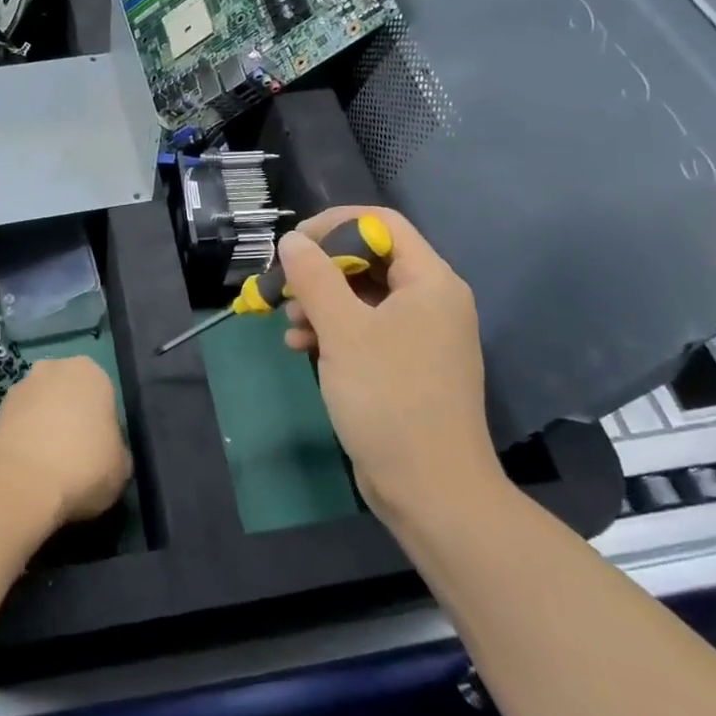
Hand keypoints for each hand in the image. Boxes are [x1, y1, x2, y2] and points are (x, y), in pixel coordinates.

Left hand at [0, 357, 131, 528]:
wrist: (21, 483)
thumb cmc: (84, 466)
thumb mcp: (122, 466)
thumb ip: (117, 448)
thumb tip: (108, 451)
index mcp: (91, 372)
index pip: (103, 395)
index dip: (103, 424)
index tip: (100, 450)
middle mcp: (55, 367)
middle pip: (69, 393)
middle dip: (71, 416)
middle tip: (76, 454)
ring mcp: (23, 385)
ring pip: (42, 405)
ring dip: (45, 425)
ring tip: (48, 465)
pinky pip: (20, 422)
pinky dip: (25, 437)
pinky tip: (29, 466)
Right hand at [280, 207, 499, 521]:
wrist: (431, 491)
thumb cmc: (389, 398)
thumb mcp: (342, 329)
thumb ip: (314, 276)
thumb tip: (293, 240)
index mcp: (430, 281)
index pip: (381, 224)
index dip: (334, 224)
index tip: (295, 244)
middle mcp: (431, 301)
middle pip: (369, 259)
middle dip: (321, 269)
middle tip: (284, 284)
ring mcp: (420, 336)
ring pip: (362, 296)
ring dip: (320, 302)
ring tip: (289, 322)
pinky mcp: (406, 366)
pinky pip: (365, 329)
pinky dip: (332, 331)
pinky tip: (300, 346)